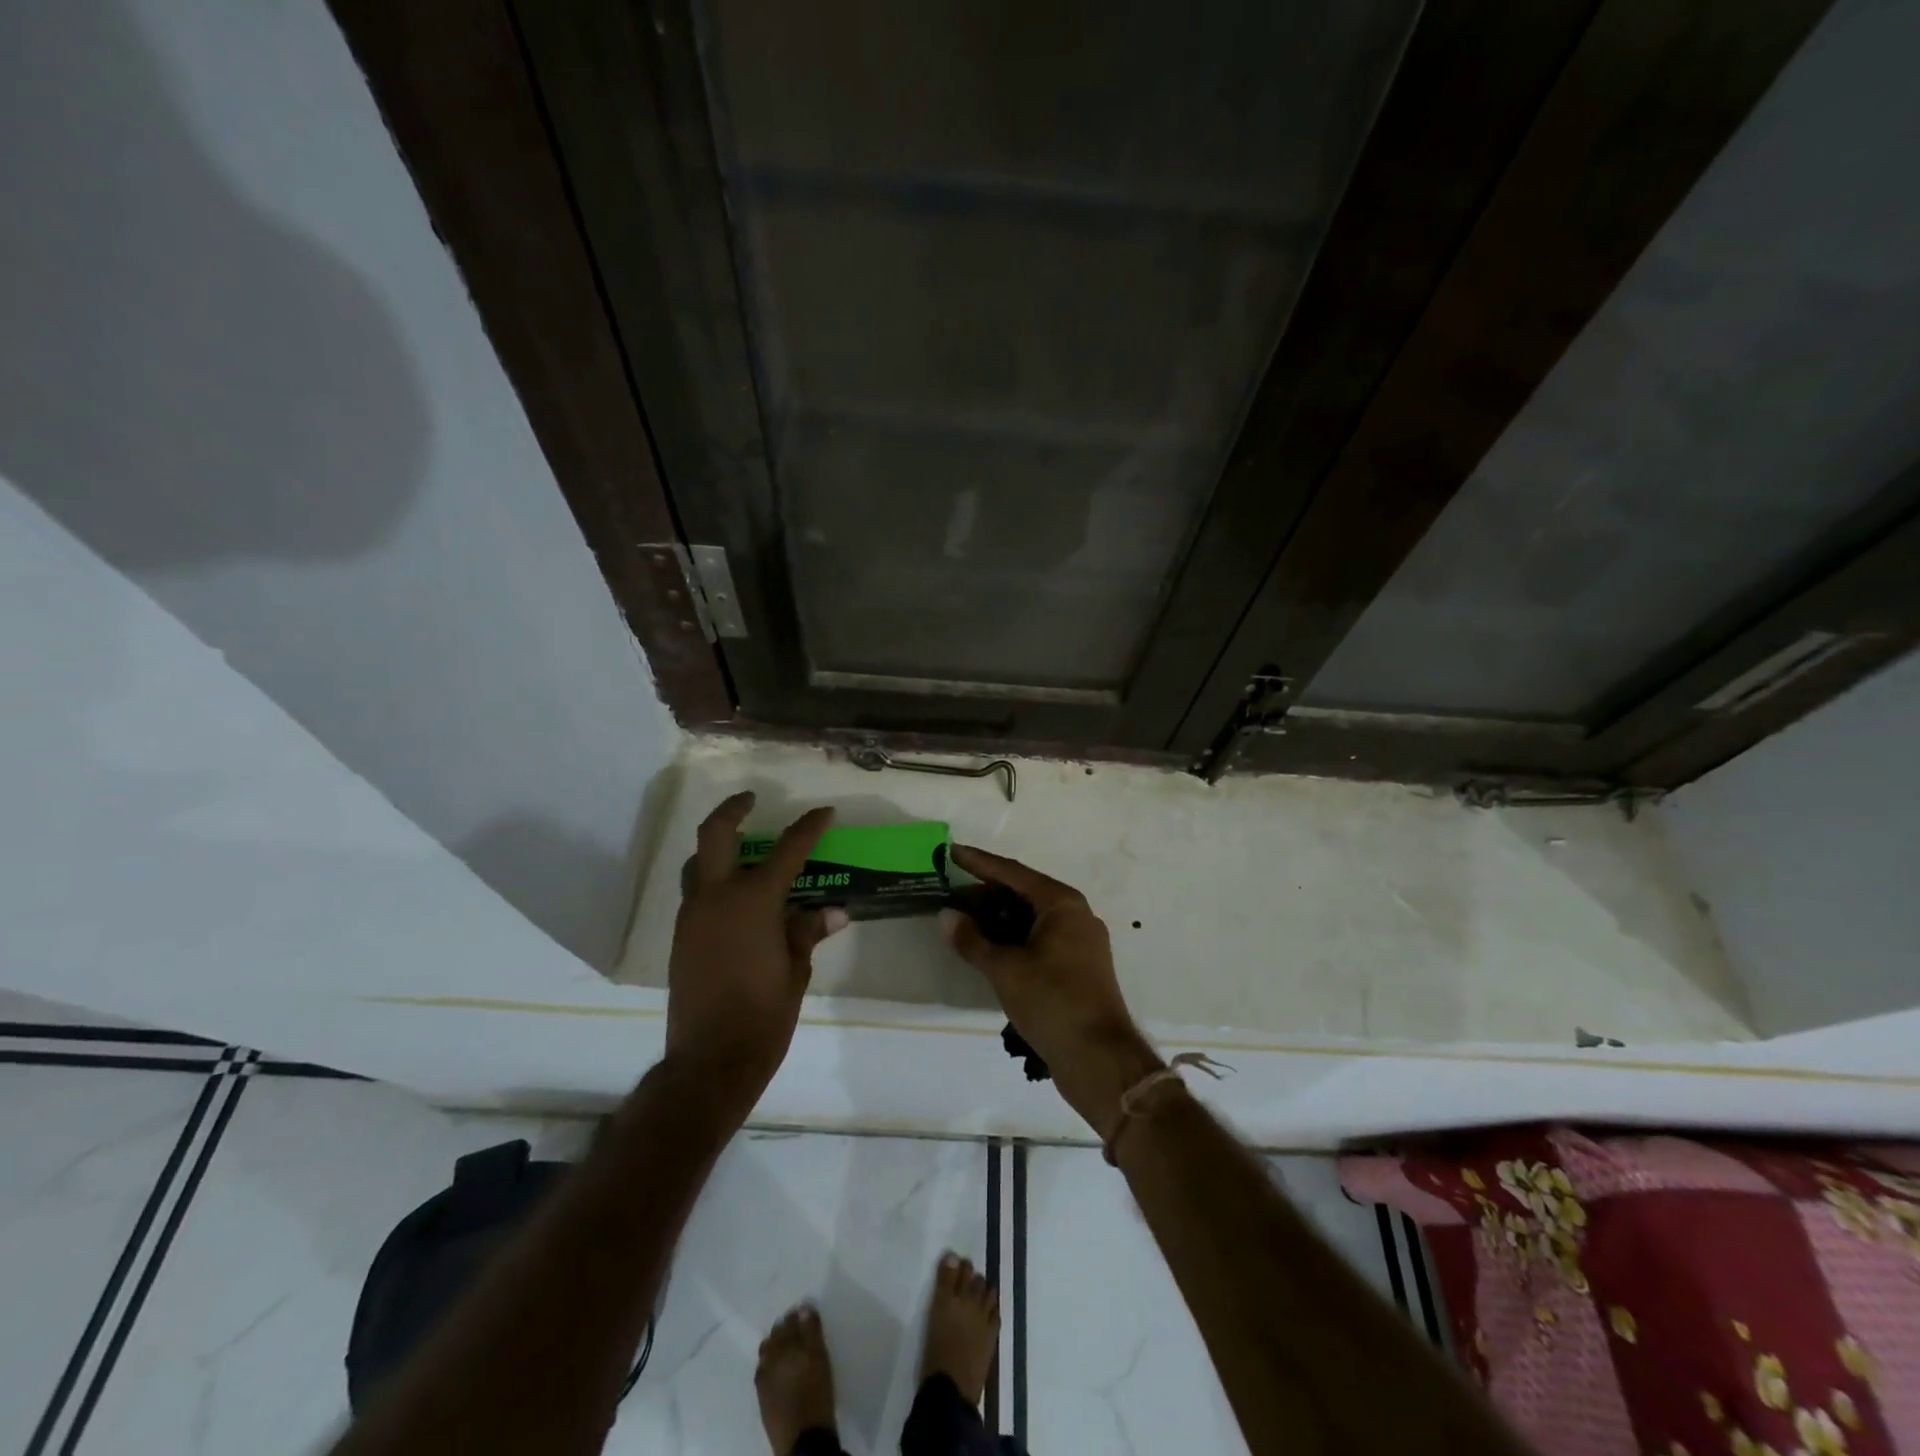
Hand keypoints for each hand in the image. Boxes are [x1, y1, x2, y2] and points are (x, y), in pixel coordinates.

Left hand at [666, 793, 845, 1119]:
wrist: (711, 1060)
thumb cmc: (764, 1014)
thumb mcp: (796, 971)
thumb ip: (808, 933)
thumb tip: (832, 913)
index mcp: (752, 901)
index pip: (787, 850)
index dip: (809, 827)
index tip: (824, 812)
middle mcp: (716, 898)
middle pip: (714, 835)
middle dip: (733, 810)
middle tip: (750, 799)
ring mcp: (692, 917)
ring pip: (698, 865)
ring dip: (718, 849)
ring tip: (744, 852)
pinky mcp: (680, 939)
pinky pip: (696, 895)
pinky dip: (714, 883)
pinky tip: (737, 901)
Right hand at [941, 845, 1162, 1140]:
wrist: (1099, 1058)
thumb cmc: (1052, 1002)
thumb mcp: (1005, 969)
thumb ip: (973, 940)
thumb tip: (946, 915)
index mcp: (1062, 904)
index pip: (1013, 872)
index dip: (980, 863)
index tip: (952, 852)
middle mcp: (1075, 914)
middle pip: (1024, 893)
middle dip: (986, 893)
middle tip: (950, 896)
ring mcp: (1080, 941)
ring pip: (1032, 918)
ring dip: (998, 918)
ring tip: (963, 922)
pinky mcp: (1078, 966)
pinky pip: (1040, 938)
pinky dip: (1013, 938)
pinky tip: (989, 947)